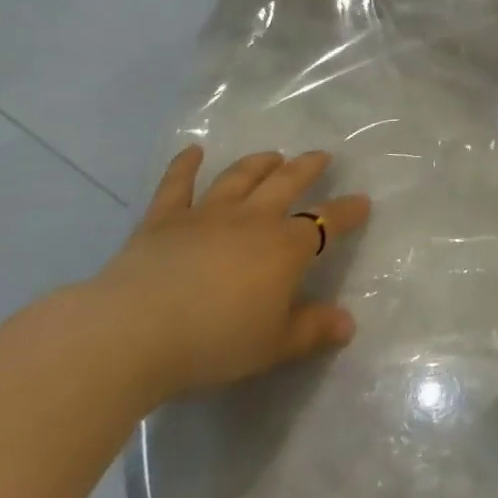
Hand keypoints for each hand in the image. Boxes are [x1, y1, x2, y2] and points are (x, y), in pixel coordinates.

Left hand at [88, 148, 370, 403]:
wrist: (135, 332)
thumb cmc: (214, 342)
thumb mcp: (273, 346)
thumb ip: (312, 330)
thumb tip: (348, 323)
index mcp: (284, 248)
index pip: (325, 223)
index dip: (346, 212)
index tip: (362, 201)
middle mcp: (252, 219)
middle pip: (286, 183)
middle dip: (307, 168)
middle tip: (320, 156)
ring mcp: (206, 214)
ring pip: (240, 177)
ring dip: (258, 163)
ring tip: (272, 155)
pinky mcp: (163, 219)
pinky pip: (177, 185)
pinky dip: (185, 165)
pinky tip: (192, 151)